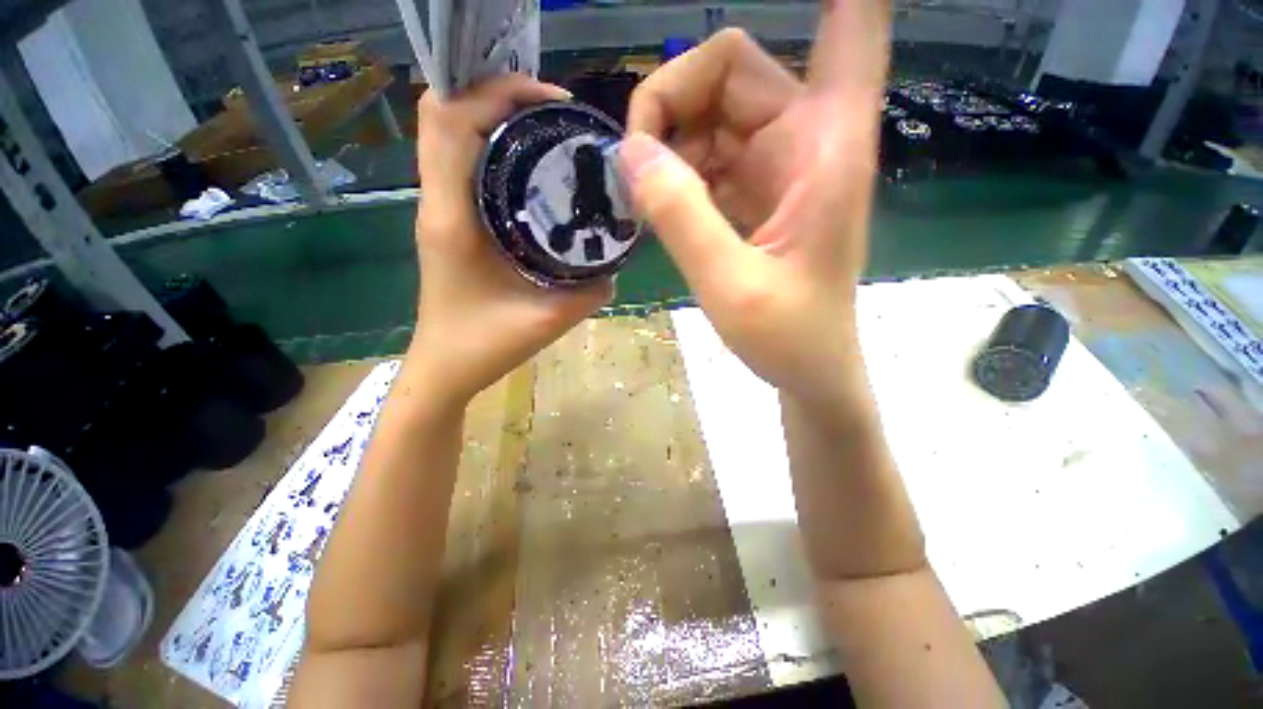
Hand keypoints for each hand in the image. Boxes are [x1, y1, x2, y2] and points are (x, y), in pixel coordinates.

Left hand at [412, 75, 612, 404]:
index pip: (450, 119)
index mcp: (451, 218)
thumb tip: (615, 266)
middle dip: (498, 93)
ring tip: (548, 131)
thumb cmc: (483, 346)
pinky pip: (464, 164)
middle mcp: (438, 202)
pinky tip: (534, 170)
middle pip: (446, 113)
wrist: (445, 368)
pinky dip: (494, 147)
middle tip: (555, 112)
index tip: (551, 102)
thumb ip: (588, 292)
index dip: (496, 90)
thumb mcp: (547, 321)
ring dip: (495, 117)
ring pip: (452, 134)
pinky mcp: (450, 222)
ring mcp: (440, 210)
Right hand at [622, 2, 890, 405]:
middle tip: (634, 168)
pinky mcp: (760, 190)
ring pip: (711, 112)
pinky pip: (709, 155)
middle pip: (729, 70)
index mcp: (823, 146)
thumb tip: (632, 151)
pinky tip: (662, 209)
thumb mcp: (730, 284)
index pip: (847, 22)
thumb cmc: (789, 337)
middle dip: (671, 105)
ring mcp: (780, 163)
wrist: (810, 367)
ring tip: (645, 200)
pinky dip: (678, 173)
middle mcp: (806, 138)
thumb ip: (683, 216)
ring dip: (669, 147)